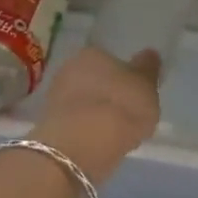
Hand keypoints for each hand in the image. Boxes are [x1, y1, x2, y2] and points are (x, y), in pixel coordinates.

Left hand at [31, 47, 161, 183]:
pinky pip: (74, 122)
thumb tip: (149, 54)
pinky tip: (97, 143)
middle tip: (125, 114)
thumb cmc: (121, 107)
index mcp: (94, 53)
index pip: (111, 61)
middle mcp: (70, 68)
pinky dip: (84, 129)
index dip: (124, 78)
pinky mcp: (48, 123)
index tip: (133, 95)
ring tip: (112, 133)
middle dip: (106, 93)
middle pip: (94, 80)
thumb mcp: (147, 87)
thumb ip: (148, 70)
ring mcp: (55, 96)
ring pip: (82, 101)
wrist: (82, 144)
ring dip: (94, 112)